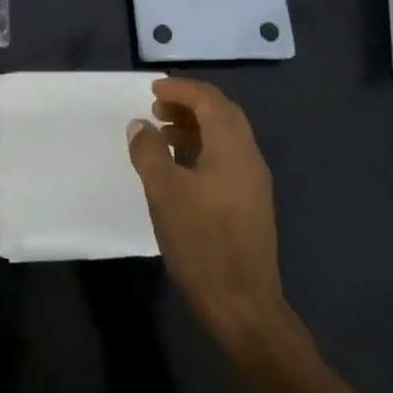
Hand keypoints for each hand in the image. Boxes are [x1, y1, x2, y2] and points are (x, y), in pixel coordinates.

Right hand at [127, 78, 291, 347]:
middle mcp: (249, 158)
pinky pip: (226, 159)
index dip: (180, 89)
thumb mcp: (164, 192)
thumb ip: (149, 152)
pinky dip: (201, 150)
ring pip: (225, 138)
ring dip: (194, 128)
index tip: (151, 90)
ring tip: (161, 136)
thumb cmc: (201, 242)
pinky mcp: (249, 203)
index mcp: (233, 148)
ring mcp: (253, 182)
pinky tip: (178, 168)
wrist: (241, 303)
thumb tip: (140, 125)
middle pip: (222, 114)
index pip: (210, 100)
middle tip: (156, 109)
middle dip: (189, 105)